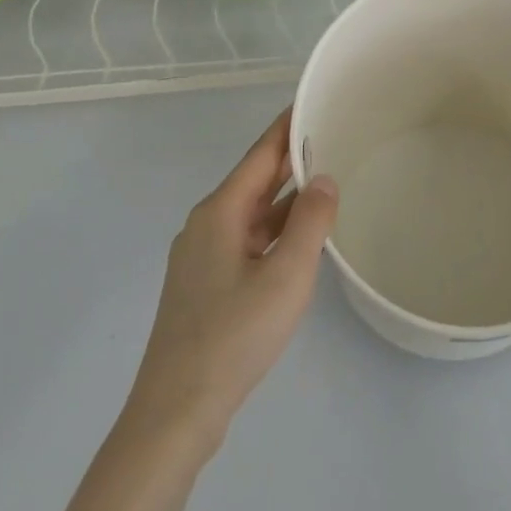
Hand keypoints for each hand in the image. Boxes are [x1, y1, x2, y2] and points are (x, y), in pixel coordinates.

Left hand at [124, 111, 337, 456]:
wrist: (176, 410)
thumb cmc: (234, 335)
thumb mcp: (286, 275)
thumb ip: (311, 222)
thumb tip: (324, 178)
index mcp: (220, 212)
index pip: (260, 155)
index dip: (287, 126)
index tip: (313, 100)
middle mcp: (207, 225)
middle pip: (255, 181)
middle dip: (292, 160)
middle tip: (333, 137)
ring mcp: (203, 257)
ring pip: (253, 214)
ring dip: (287, 199)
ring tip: (328, 182)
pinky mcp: (206, 285)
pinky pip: (248, 240)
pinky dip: (276, 231)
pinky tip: (301, 240)